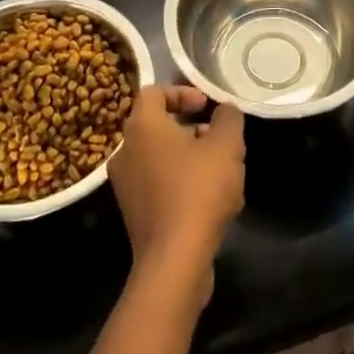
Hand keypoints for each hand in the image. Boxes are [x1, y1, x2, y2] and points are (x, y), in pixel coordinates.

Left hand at [108, 86, 244, 302]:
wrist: (174, 261)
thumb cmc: (198, 191)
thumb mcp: (226, 145)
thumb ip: (228, 118)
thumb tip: (224, 111)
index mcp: (142, 126)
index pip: (155, 92)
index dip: (183, 93)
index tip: (207, 107)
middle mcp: (126, 150)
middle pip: (157, 124)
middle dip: (190, 127)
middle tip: (217, 138)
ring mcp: (125, 184)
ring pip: (159, 156)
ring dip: (188, 156)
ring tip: (219, 171)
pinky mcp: (133, 213)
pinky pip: (157, 184)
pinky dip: (180, 182)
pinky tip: (208, 200)